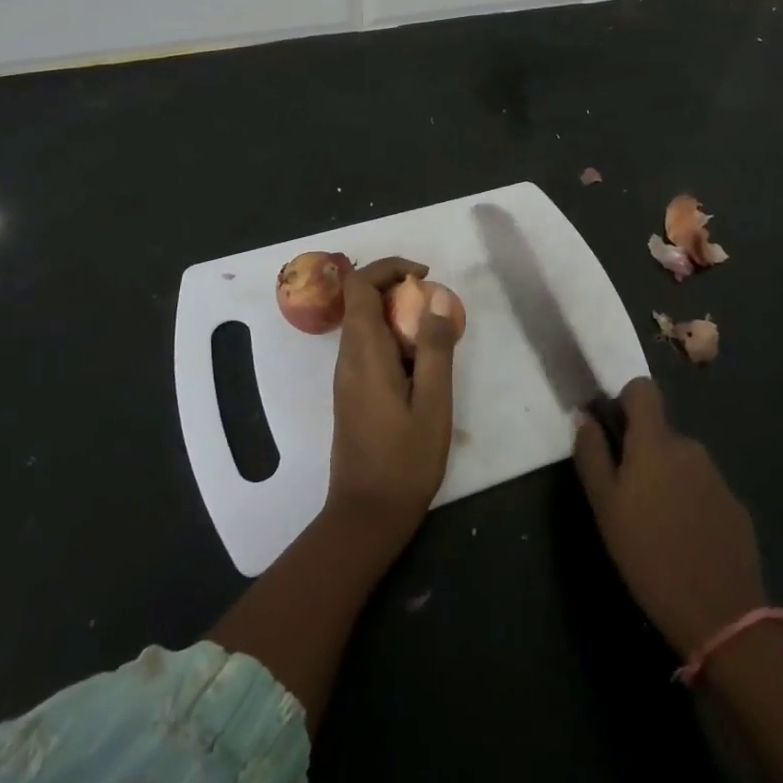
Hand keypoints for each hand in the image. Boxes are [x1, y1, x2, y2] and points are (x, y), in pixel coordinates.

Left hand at [325, 256, 459, 549]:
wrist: (367, 514)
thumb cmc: (405, 459)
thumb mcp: (433, 401)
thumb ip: (435, 347)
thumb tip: (436, 297)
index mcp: (364, 352)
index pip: (359, 285)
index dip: (388, 267)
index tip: (424, 275)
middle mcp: (347, 357)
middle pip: (360, 299)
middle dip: (396, 287)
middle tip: (435, 303)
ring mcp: (346, 375)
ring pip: (364, 322)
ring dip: (396, 313)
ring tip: (434, 331)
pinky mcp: (352, 391)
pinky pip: (368, 345)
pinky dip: (393, 336)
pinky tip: (421, 362)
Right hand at [574, 378, 768, 658]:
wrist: (722, 615)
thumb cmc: (649, 555)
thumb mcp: (605, 507)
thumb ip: (592, 455)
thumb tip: (583, 416)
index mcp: (655, 442)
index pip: (642, 389)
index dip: (624, 401)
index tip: (612, 433)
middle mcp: (689, 447)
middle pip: (659, 431)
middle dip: (641, 452)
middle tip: (626, 496)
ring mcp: (716, 477)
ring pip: (680, 462)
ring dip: (665, 478)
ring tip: (655, 525)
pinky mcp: (735, 507)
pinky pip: (702, 489)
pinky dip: (689, 503)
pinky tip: (684, 541)